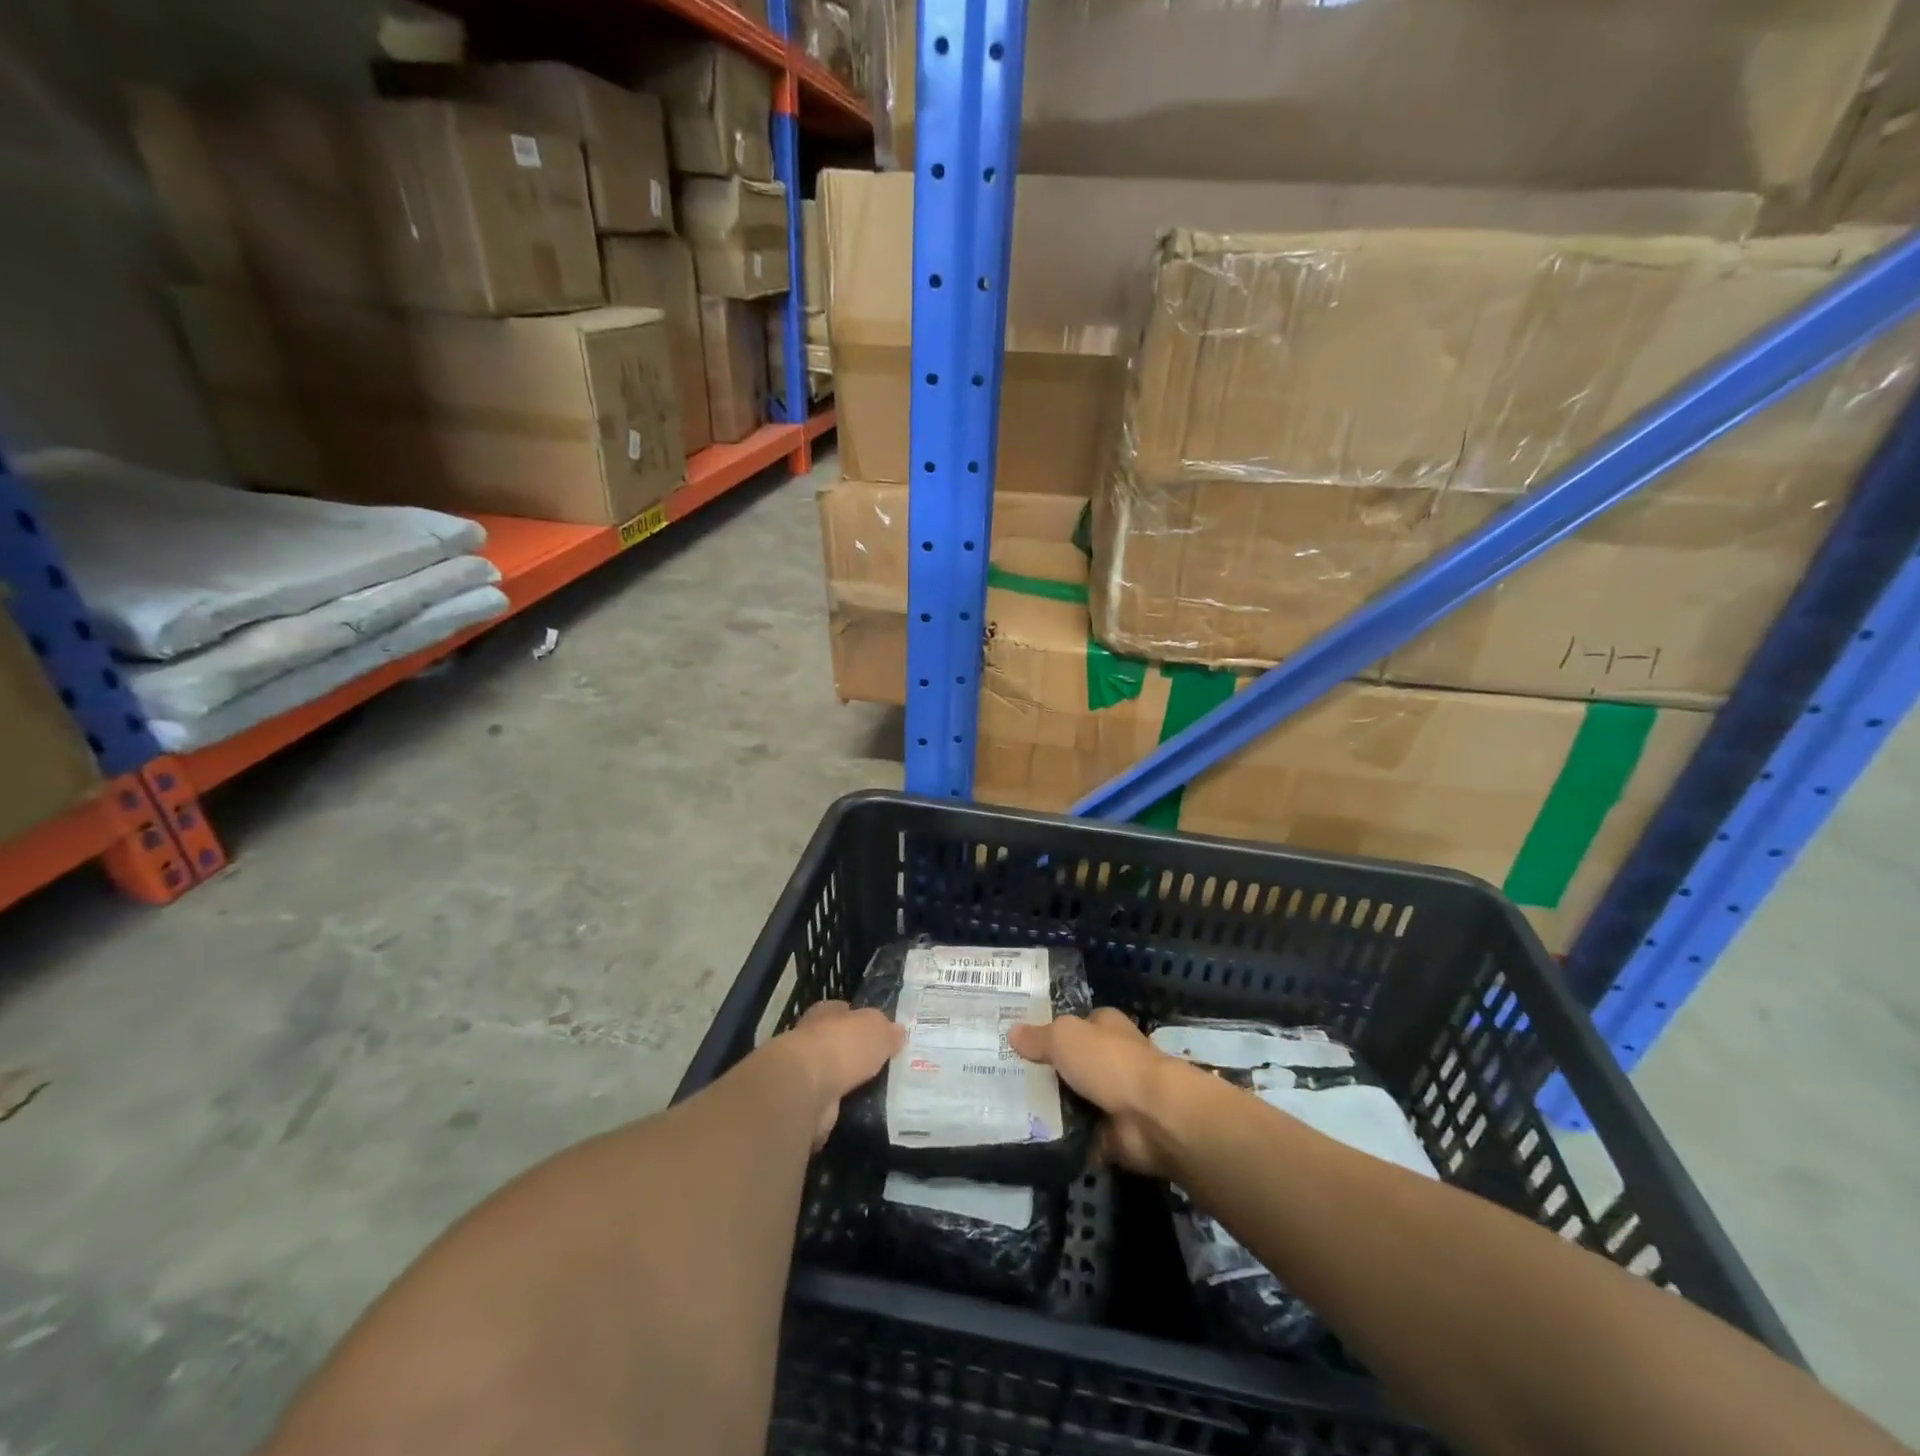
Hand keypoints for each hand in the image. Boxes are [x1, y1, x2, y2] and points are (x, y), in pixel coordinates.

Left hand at [775, 1000, 902, 1147]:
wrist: (805, 1089)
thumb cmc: (842, 1046)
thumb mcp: (876, 1028)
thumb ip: (887, 1030)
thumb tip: (898, 1032)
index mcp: (826, 1013)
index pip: (844, 1011)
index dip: (860, 1020)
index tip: (879, 1033)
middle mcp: (811, 1038)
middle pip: (837, 1043)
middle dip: (855, 1053)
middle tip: (882, 1065)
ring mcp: (804, 1072)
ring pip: (832, 1074)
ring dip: (846, 1082)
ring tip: (876, 1091)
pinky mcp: (803, 1103)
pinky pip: (828, 1102)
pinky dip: (840, 1106)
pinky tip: (860, 1110)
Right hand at [1008, 1008, 1197, 1177]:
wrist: (1152, 1117)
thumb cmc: (1110, 1063)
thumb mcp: (1065, 1038)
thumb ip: (1039, 1037)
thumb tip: (1012, 1032)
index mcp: (1105, 1026)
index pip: (1074, 1024)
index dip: (1048, 1031)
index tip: (1016, 1043)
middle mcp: (1112, 1059)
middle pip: (1072, 1063)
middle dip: (1045, 1072)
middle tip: (1003, 1079)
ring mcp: (1114, 1099)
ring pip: (1074, 1100)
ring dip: (1051, 1108)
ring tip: (1008, 1110)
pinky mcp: (1113, 1134)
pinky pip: (1080, 1136)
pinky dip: (1063, 1139)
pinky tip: (1030, 1138)